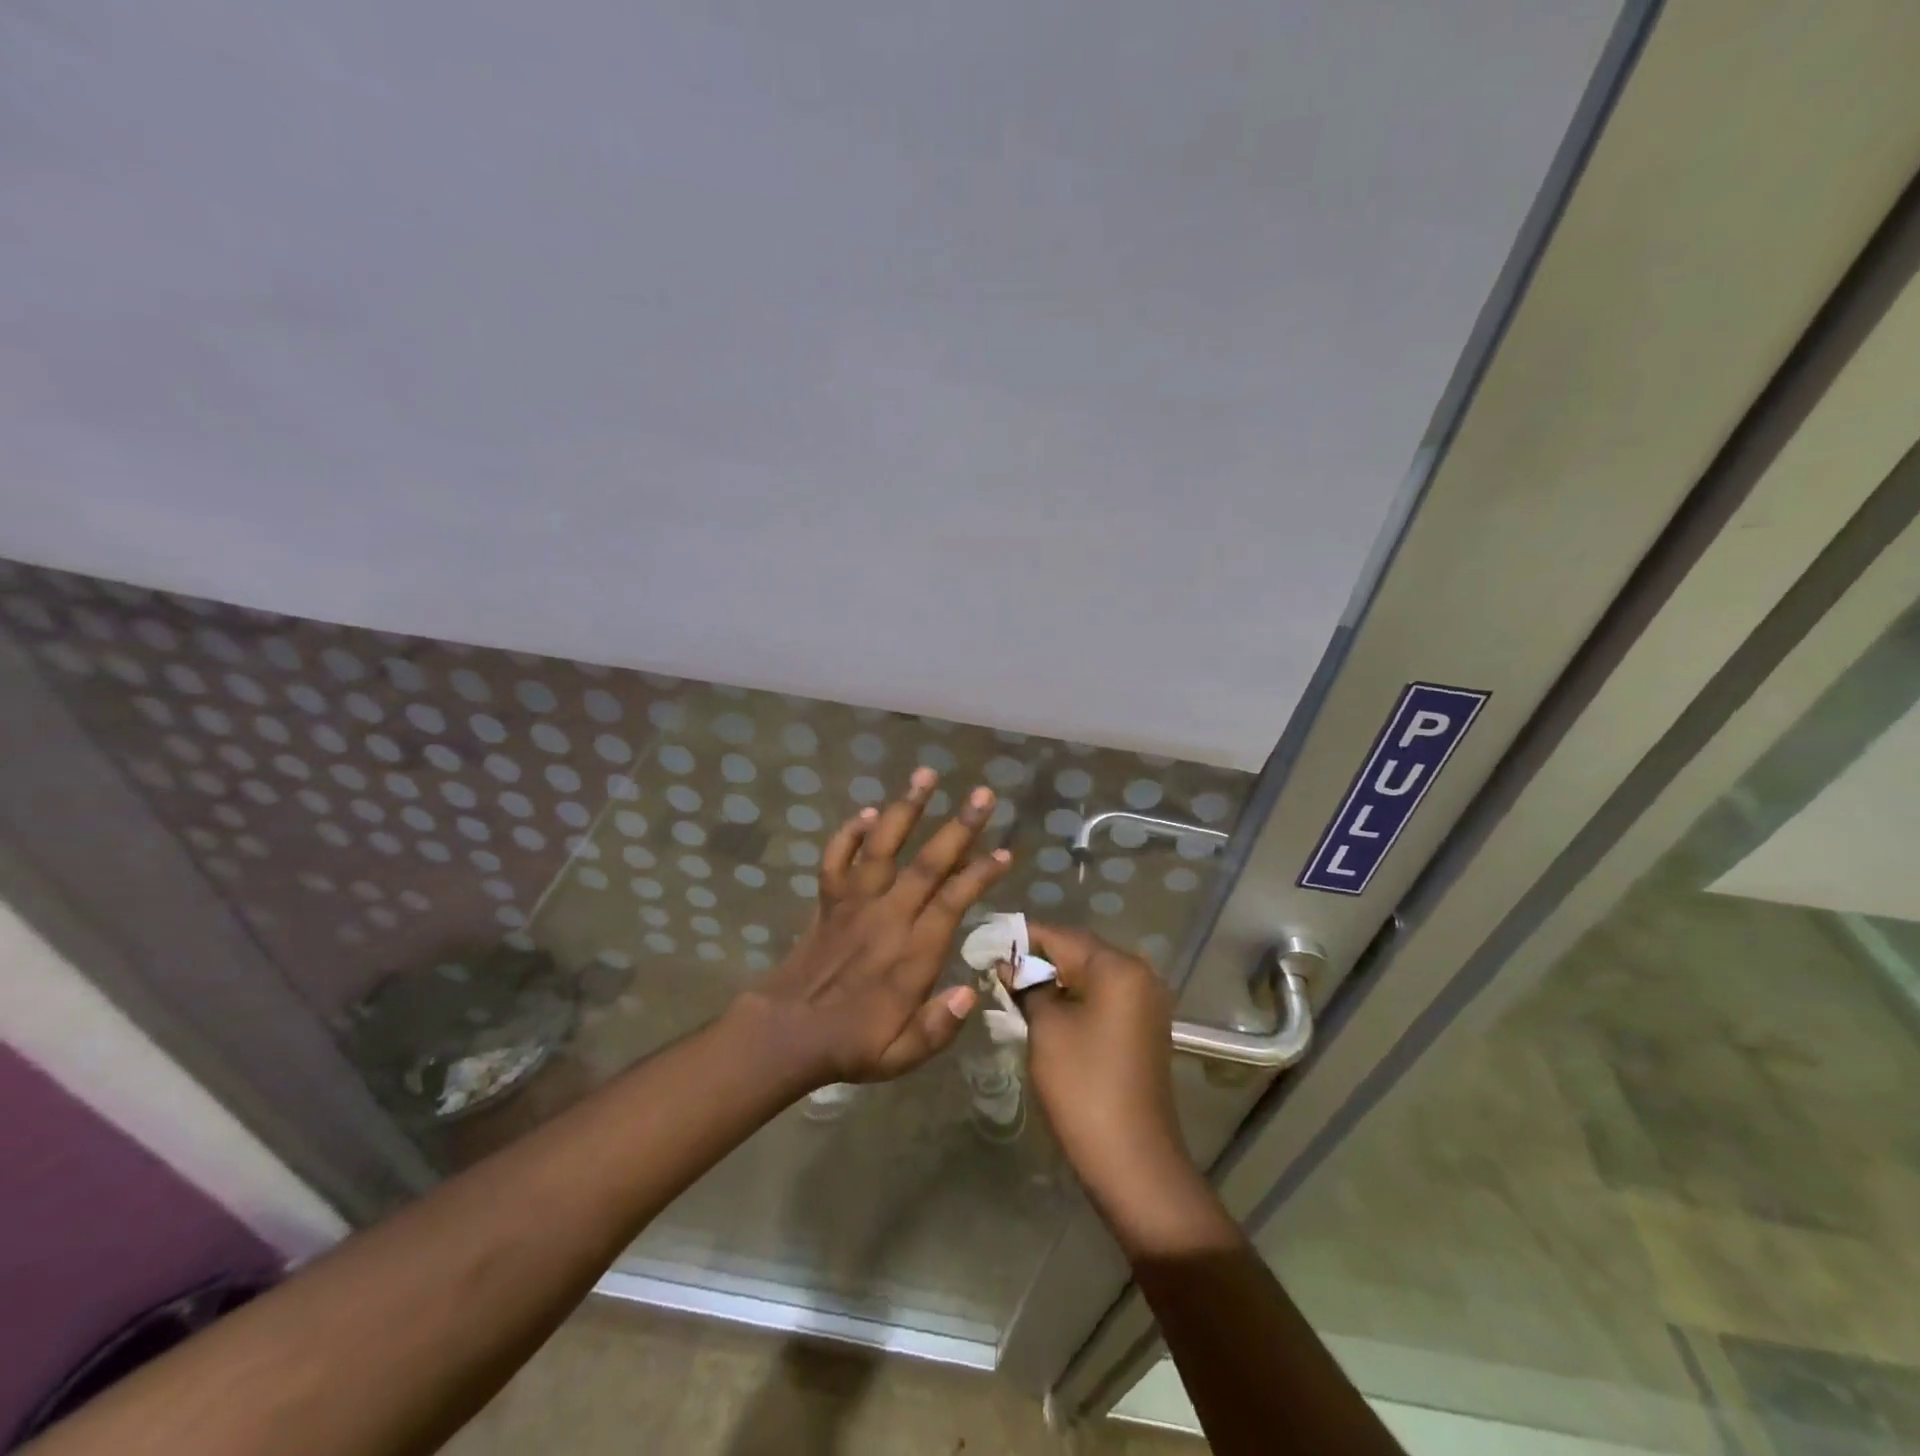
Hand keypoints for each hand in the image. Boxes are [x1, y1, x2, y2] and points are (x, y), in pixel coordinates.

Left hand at [730, 767, 1010, 1090]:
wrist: (786, 1034)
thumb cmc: (852, 1045)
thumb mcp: (902, 1056)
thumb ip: (939, 1026)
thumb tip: (973, 993)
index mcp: (912, 952)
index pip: (953, 901)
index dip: (981, 874)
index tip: (1005, 851)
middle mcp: (887, 917)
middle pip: (928, 863)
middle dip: (959, 826)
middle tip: (983, 794)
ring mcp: (854, 903)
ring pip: (883, 846)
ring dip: (906, 809)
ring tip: (926, 774)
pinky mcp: (828, 900)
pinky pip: (836, 859)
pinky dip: (849, 833)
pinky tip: (866, 812)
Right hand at [1016, 925, 1210, 1236]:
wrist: (1133, 1161)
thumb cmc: (1083, 1086)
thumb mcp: (1046, 1029)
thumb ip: (1027, 987)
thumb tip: (1009, 965)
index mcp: (1117, 967)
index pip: (1061, 935)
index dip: (1021, 938)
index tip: (986, 944)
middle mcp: (1139, 974)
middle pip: (1079, 951)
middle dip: (1038, 959)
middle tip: (996, 970)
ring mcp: (1146, 1001)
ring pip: (1090, 975)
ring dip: (1055, 980)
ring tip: (1014, 990)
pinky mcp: (1144, 1027)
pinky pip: (1104, 997)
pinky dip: (1075, 998)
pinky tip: (1045, 1011)